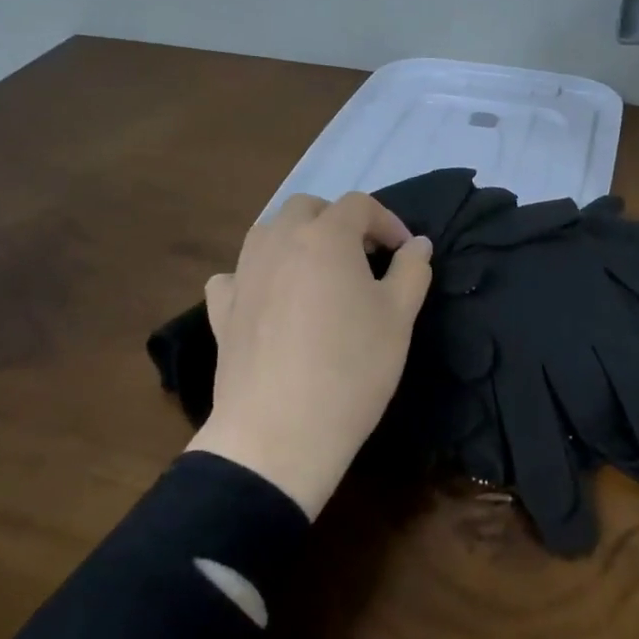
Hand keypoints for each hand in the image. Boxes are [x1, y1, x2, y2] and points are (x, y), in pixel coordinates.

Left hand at [186, 193, 432, 518]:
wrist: (279, 433)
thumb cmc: (352, 368)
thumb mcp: (399, 318)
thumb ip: (412, 270)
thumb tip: (417, 244)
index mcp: (325, 236)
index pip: (360, 205)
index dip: (388, 222)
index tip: (405, 254)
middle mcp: (279, 241)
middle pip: (308, 208)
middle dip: (339, 221)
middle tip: (363, 257)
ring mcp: (244, 273)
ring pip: (268, 232)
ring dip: (297, 238)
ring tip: (318, 272)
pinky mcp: (221, 309)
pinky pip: (236, 274)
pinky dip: (256, 274)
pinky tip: (269, 298)